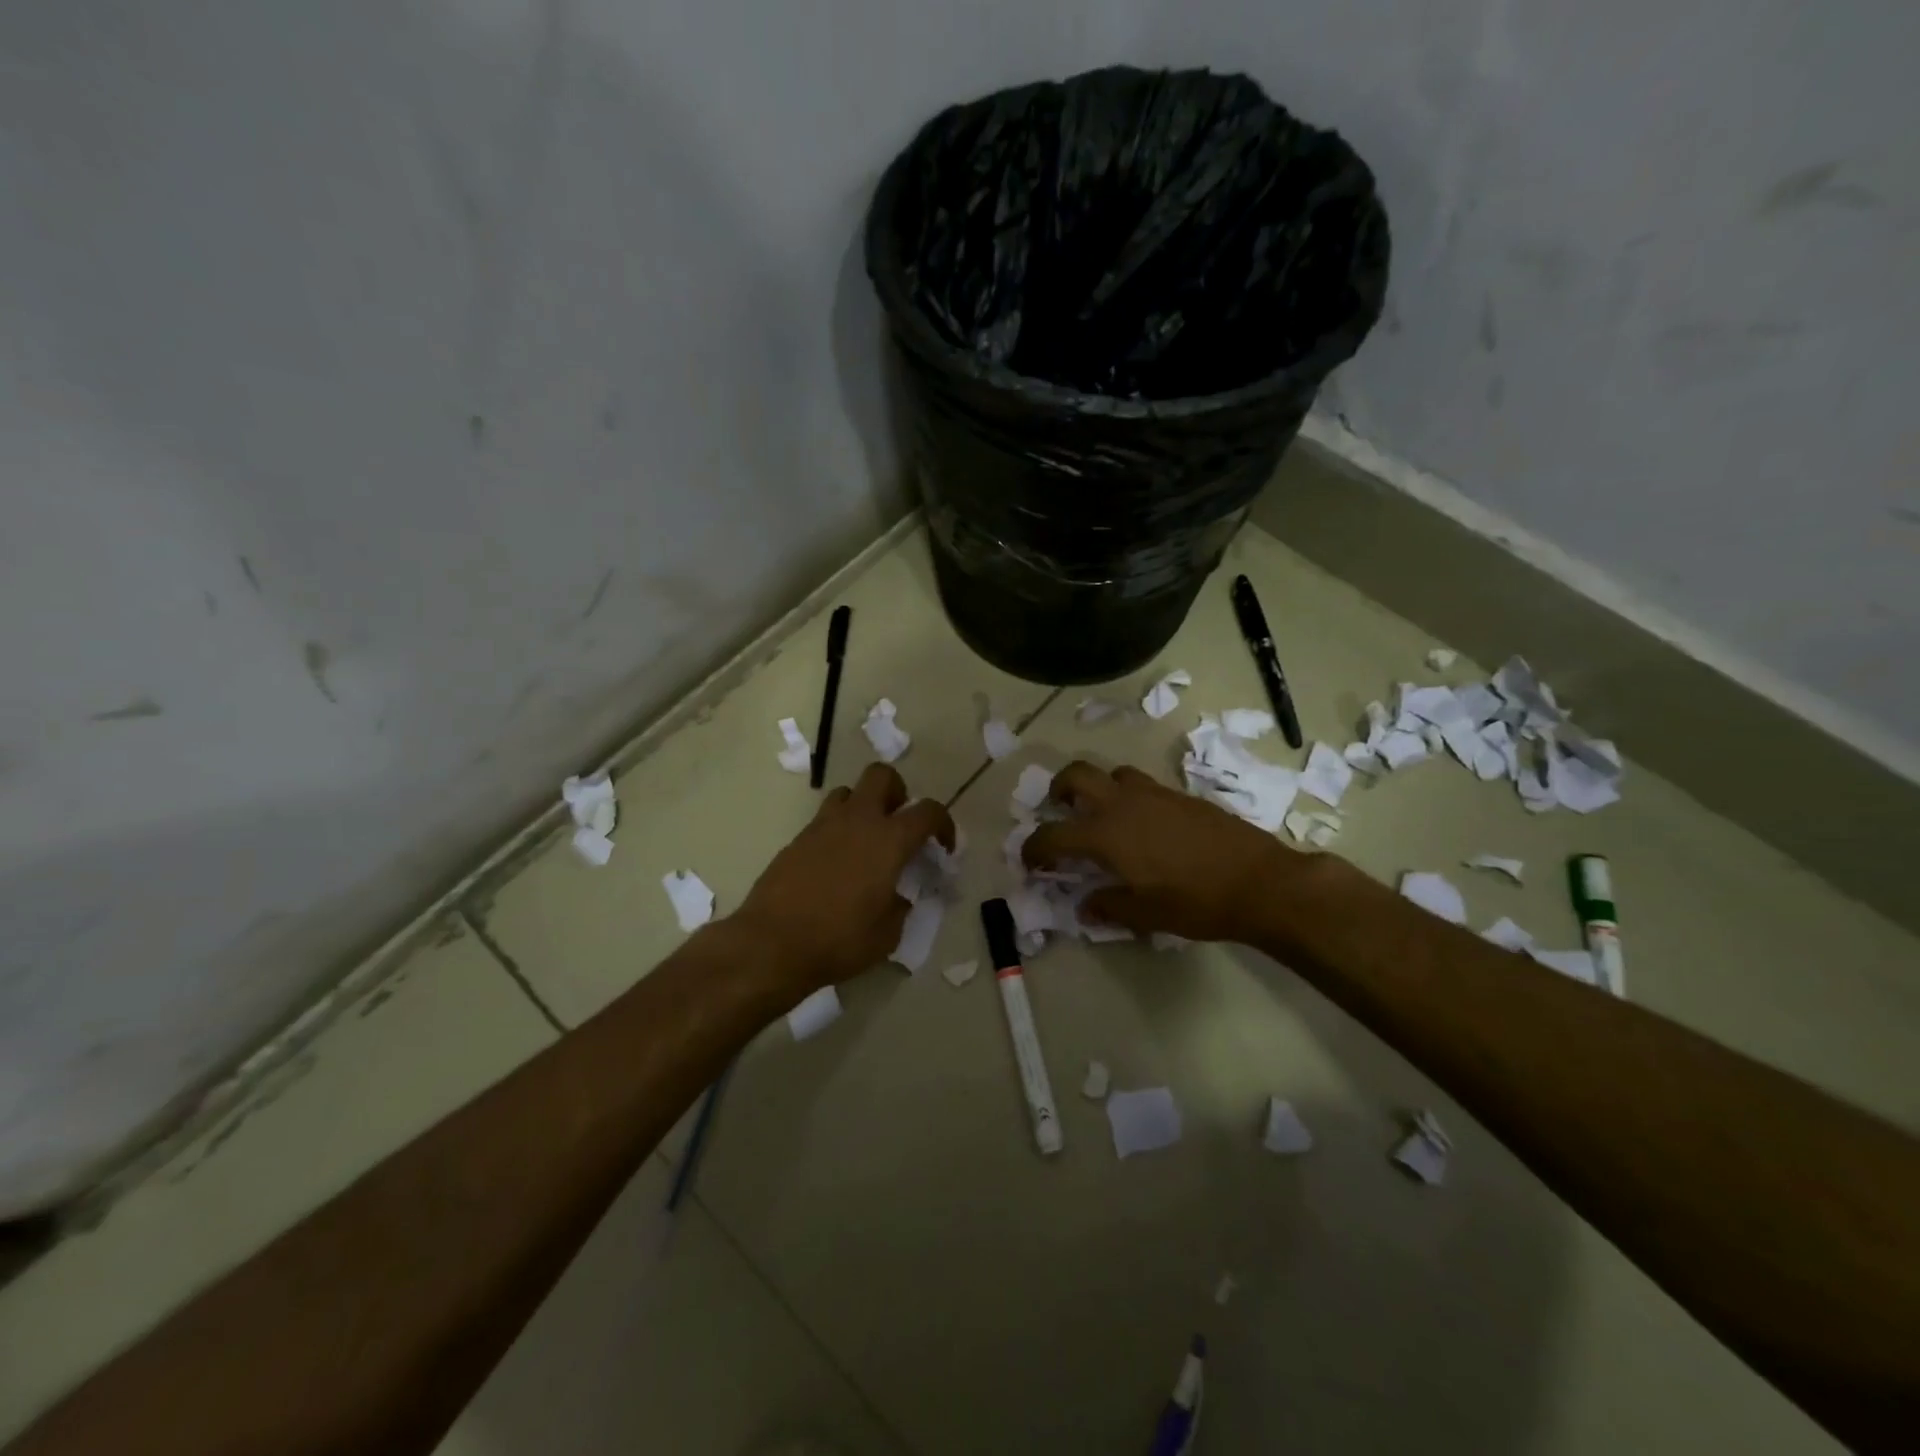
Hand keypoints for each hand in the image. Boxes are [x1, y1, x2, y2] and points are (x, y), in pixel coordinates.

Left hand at [731, 762, 955, 991]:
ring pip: (847, 791)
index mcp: (889, 840)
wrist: (772, 943)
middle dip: (897, 791)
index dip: (943, 823)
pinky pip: (824, 820)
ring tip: (865, 840)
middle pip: (882, 775)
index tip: (942, 847)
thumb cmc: (839, 940)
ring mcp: (822, 826)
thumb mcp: (887, 934)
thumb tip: (898, 896)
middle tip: (899, 823)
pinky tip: (836, 864)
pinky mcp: (797, 839)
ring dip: (862, 806)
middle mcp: (857, 821)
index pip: (928, 810)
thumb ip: (900, 906)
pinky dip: (837, 831)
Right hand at [1022, 761, 1295, 941]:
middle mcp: (1123, 803)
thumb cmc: (1195, 901)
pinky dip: (1130, 797)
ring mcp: (1154, 794)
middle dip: (1058, 788)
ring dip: (1099, 788)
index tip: (1030, 861)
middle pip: (1077, 775)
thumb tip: (1086, 906)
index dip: (1034, 848)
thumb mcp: (1145, 915)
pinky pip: (1143, 785)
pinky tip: (1145, 825)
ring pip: (1113, 773)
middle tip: (1060, 809)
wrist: (1260, 881)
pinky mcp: (1180, 795)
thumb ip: (1109, 907)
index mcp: (1105, 833)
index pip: (1053, 835)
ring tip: (1104, 815)